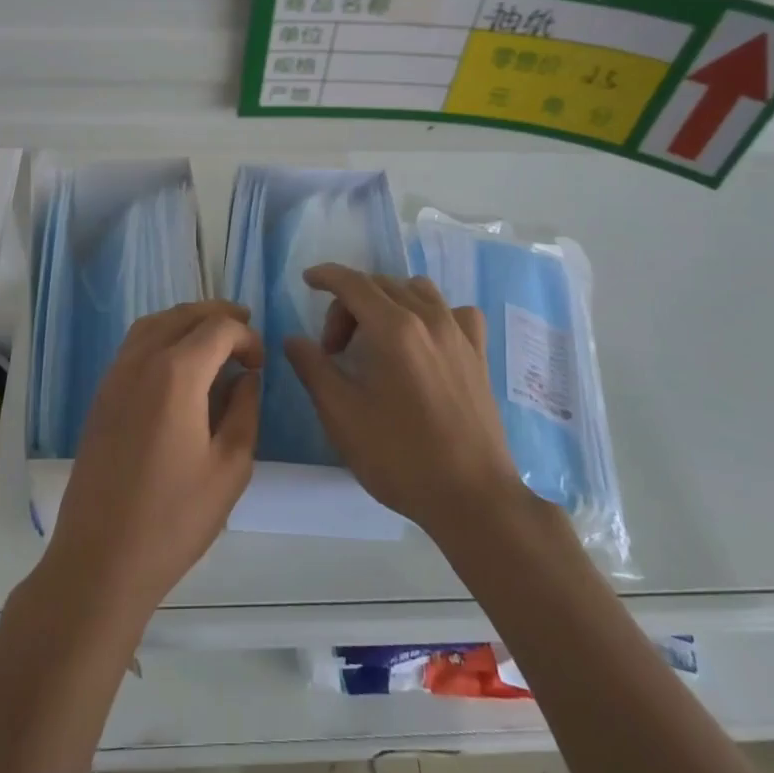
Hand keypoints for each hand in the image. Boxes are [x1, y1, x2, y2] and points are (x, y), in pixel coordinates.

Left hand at [43, 301, 261, 630]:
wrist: (100, 559)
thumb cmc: (174, 518)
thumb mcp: (230, 467)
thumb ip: (244, 410)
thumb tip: (246, 377)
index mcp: (176, 374)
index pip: (219, 328)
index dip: (247, 336)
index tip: (260, 365)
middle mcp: (141, 361)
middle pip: (183, 315)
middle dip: (218, 316)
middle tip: (245, 330)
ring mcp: (114, 376)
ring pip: (154, 324)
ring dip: (187, 321)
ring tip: (214, 339)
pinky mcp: (101, 396)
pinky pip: (134, 345)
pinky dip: (162, 336)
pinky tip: (178, 364)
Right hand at [283, 265, 523, 541]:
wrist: (471, 497)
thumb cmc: (399, 457)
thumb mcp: (341, 415)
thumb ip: (313, 369)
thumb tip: (294, 339)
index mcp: (393, 328)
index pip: (353, 283)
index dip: (326, 276)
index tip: (307, 280)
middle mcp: (429, 318)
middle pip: (380, 286)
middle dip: (349, 305)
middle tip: (334, 350)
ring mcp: (459, 333)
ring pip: (417, 291)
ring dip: (388, 303)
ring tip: (376, 341)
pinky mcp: (479, 353)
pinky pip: (453, 312)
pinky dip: (431, 314)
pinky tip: (424, 342)